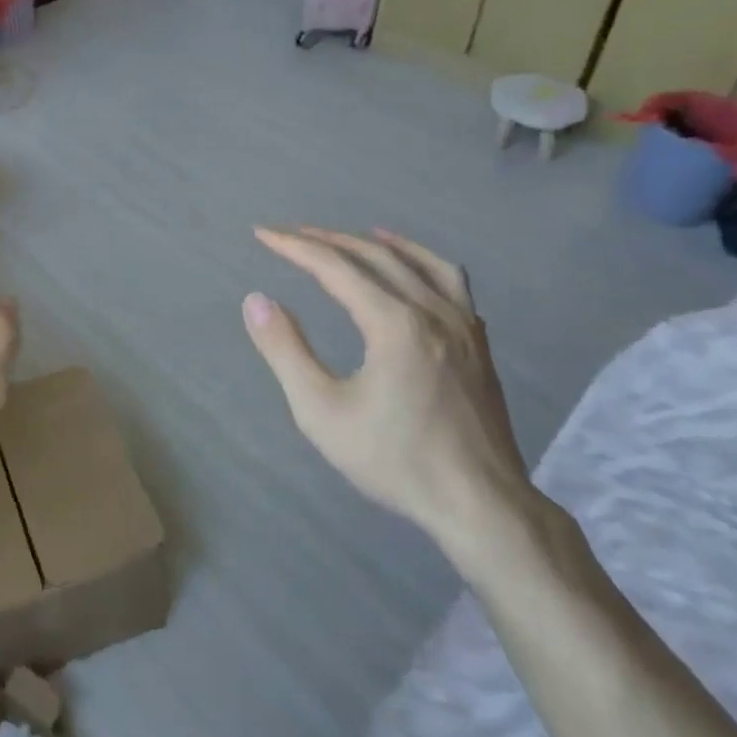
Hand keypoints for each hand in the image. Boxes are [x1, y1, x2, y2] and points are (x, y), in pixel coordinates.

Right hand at [242, 227, 542, 563]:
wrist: (479, 503)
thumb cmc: (394, 459)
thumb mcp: (322, 411)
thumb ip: (286, 350)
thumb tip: (256, 300)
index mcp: (394, 323)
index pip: (335, 268)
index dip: (294, 247)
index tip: (262, 234)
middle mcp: (432, 311)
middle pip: (376, 256)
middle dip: (329, 240)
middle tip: (292, 233)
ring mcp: (464, 325)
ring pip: (421, 262)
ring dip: (381, 244)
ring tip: (358, 234)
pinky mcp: (479, 344)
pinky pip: (452, 283)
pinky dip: (424, 263)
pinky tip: (416, 275)